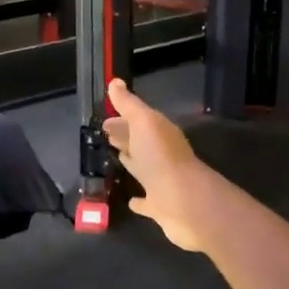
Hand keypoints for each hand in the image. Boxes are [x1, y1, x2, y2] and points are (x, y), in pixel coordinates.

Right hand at [104, 78, 212, 252]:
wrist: (184, 201)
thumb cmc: (161, 157)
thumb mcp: (143, 122)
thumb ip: (129, 104)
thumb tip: (114, 81)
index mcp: (159, 133)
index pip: (138, 122)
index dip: (121, 119)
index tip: (104, 120)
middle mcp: (162, 155)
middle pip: (140, 142)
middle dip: (124, 137)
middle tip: (106, 135)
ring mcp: (162, 181)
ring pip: (143, 167)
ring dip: (131, 161)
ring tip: (114, 158)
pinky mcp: (160, 206)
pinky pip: (147, 201)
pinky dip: (139, 200)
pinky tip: (131, 201)